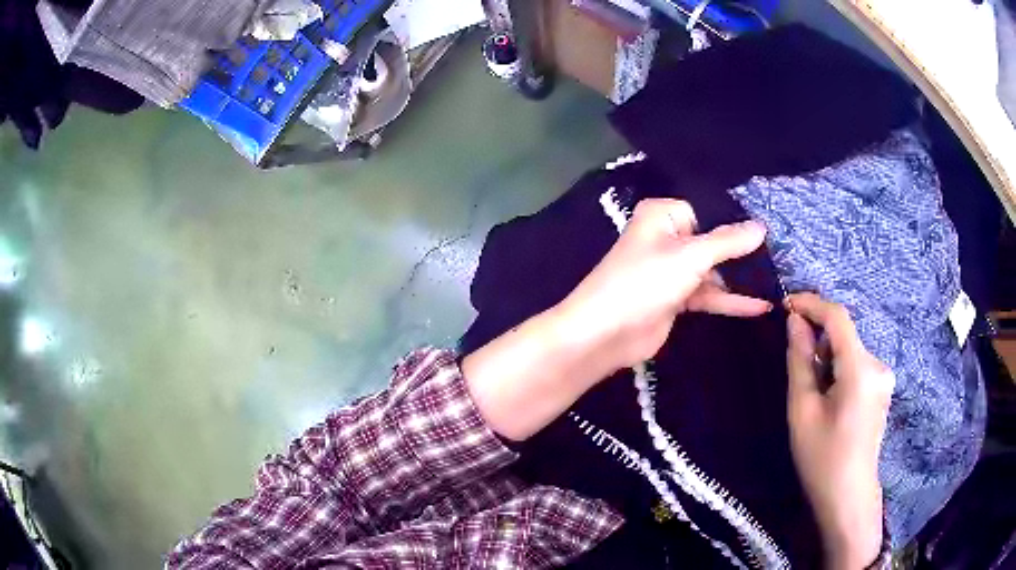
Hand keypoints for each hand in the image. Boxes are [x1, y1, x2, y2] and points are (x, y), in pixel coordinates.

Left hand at [555, 198, 769, 375]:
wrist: (606, 333)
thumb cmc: (645, 281)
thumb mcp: (691, 256)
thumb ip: (728, 242)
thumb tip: (761, 226)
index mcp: (663, 215)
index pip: (707, 210)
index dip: (735, 222)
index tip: (770, 231)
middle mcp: (667, 237)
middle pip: (713, 241)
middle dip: (743, 252)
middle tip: (780, 257)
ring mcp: (672, 270)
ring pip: (713, 270)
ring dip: (740, 279)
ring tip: (777, 280)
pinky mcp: (675, 299)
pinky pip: (708, 294)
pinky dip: (730, 300)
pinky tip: (760, 306)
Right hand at [785, 293, 893, 569]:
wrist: (847, 496)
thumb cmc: (821, 458)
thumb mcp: (802, 410)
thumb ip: (800, 360)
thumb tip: (795, 320)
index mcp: (860, 369)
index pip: (838, 317)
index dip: (812, 304)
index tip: (785, 304)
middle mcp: (878, 364)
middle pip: (844, 335)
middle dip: (819, 341)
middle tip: (797, 370)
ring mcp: (884, 377)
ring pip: (850, 351)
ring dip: (828, 359)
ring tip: (814, 396)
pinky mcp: (882, 388)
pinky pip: (857, 364)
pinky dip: (839, 370)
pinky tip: (830, 400)